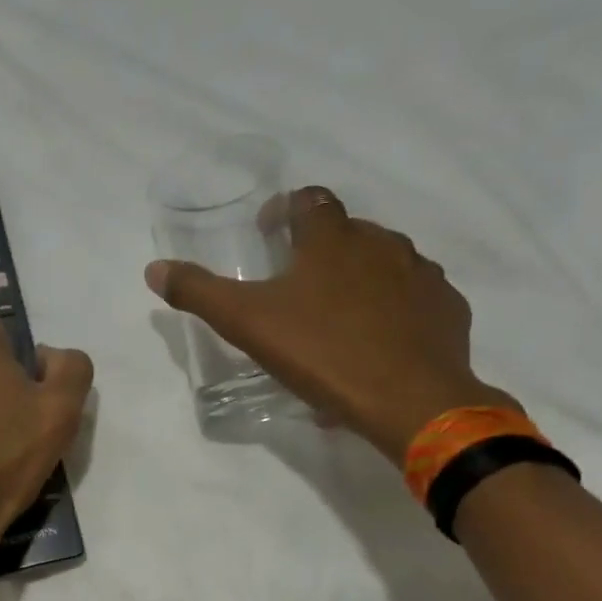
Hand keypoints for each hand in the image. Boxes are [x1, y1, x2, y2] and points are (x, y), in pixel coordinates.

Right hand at [145, 186, 515, 464]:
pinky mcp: (447, 308)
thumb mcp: (247, 324)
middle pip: (347, 231)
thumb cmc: (322, 353)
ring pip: (385, 263)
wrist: (410, 400)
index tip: (269, 234)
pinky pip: (415, 298)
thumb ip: (199, 292)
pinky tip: (379, 342)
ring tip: (338, 319)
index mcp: (332, 239)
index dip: (285, 211)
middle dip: (321, 249)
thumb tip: (154, 268)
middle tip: (298, 287)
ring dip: (359, 278)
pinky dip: (394, 309)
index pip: (309, 200)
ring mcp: (421, 274)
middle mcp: (382, 243)